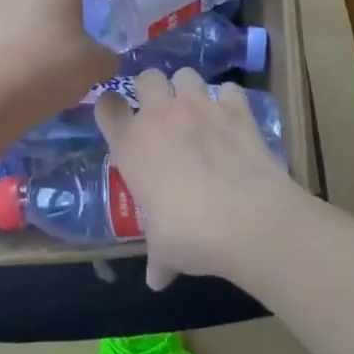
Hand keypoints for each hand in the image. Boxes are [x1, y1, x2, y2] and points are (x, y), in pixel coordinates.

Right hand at [94, 69, 305, 289]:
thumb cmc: (190, 234)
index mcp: (131, 143)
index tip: (118, 120)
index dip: (110, 109)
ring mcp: (200, 106)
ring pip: (186, 73)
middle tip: (160, 112)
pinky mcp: (236, 109)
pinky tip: (233, 119)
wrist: (247, 220)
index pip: (107, 106)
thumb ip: (158, 258)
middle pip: (146, 76)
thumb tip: (157, 280)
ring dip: (189, 88)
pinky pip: (229, 89)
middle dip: (151, 88)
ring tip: (197, 110)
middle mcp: (161, 115)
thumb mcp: (164, 250)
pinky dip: (229, 100)